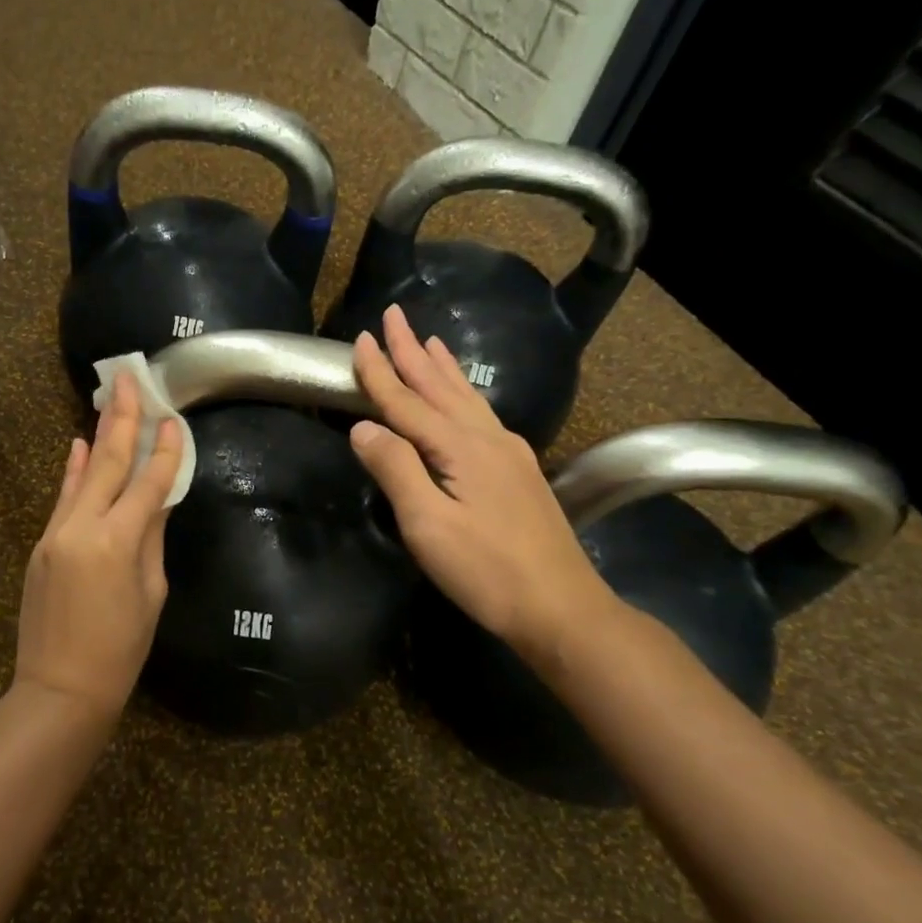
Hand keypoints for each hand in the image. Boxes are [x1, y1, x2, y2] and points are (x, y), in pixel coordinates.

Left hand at [14, 372, 183, 717]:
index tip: (175, 420)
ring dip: (97, 435)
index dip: (165, 451)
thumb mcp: (151, 593)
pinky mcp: (41, 543)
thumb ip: (151, 538)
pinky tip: (75, 444)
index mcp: (118, 541)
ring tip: (108, 398)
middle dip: (122, 418)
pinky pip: (62, 498)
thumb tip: (156, 500)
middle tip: (129, 377)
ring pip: (81, 473)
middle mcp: (83, 526)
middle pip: (107, 462)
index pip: (149, 483)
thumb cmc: (120, 650)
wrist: (59, 689)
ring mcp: (56, 532)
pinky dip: (71, 470)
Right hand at [348, 305, 619, 666]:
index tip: (360, 339)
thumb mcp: (427, 524)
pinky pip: (481, 414)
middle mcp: (486, 438)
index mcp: (459, 447)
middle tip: (394, 315)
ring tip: (430, 339)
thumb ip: (395, 469)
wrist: (560, 606)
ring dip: (442, 367)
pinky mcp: (518, 471)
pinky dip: (464, 392)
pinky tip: (465, 396)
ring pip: (466, 397)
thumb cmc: (486, 570)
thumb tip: (362, 427)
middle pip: (440, 386)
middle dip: (413, 351)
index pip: (407, 402)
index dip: (380, 372)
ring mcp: (508, 453)